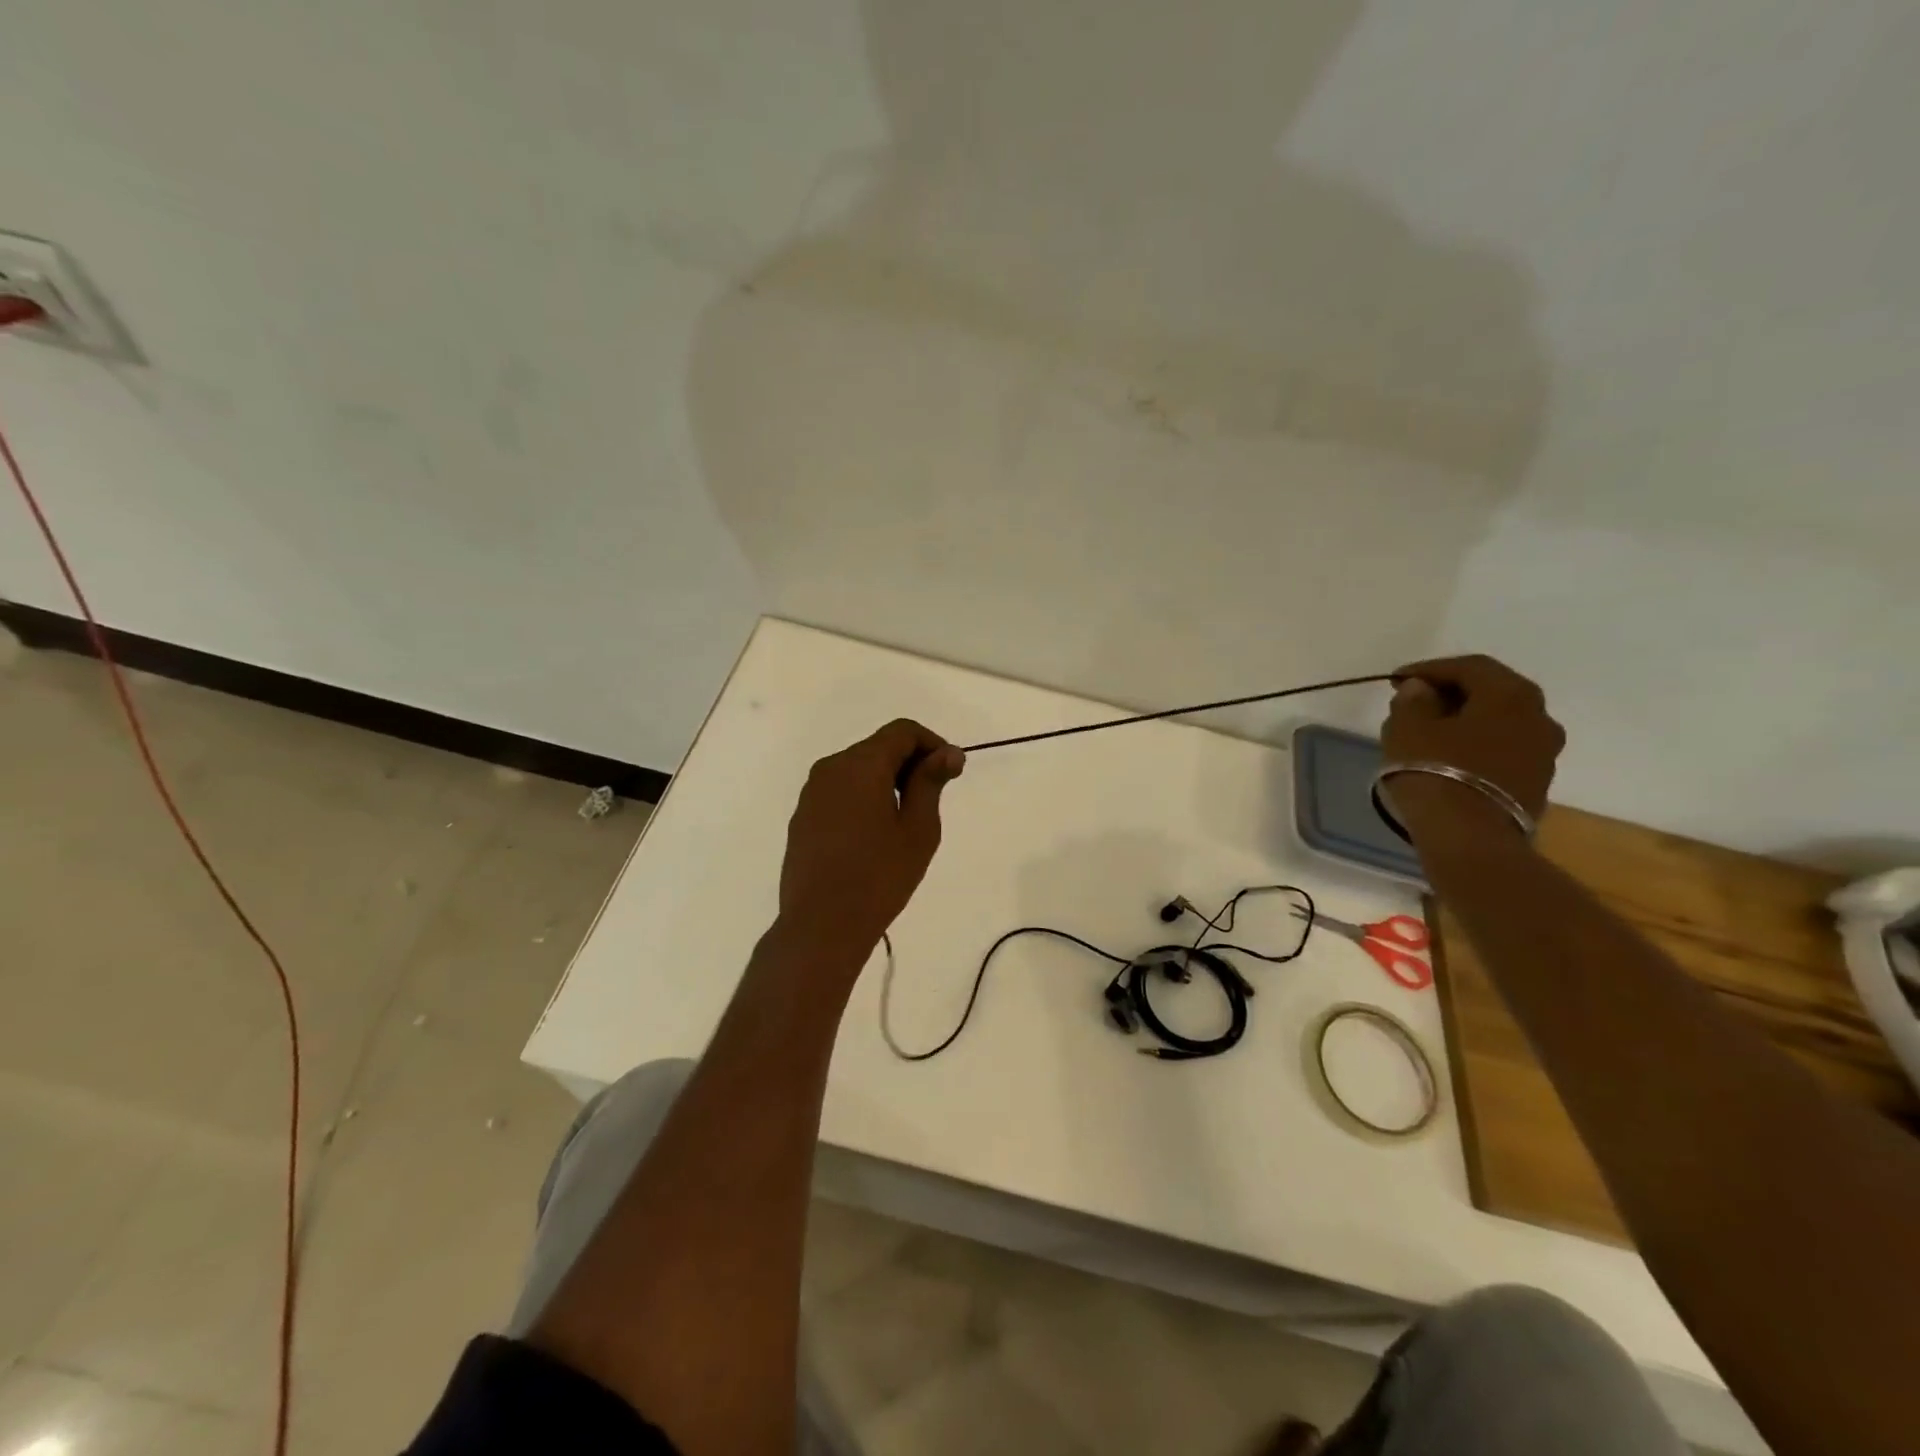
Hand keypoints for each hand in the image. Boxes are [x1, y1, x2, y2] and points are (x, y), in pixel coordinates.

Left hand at [778, 719, 964, 962]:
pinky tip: (875, 834)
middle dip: (910, 763)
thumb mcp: (918, 829)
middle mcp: (831, 768)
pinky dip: (864, 797)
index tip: (952, 773)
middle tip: (934, 798)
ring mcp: (812, 793)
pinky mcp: (803, 816)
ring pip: (858, 769)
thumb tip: (948, 753)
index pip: (902, 732)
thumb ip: (930, 782)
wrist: (821, 925)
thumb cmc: (879, 876)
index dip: (933, 744)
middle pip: (878, 747)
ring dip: (886, 781)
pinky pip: (840, 791)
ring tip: (906, 820)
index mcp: (860, 765)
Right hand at [1382, 655, 1564, 819]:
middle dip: (1450, 693)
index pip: (1469, 667)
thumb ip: (1413, 701)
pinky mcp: (1537, 784)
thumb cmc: (1435, 772)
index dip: (1429, 669)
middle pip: (1491, 692)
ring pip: (1498, 723)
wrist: (1470, 839)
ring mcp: (1544, 753)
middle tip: (1414, 702)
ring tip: (1428, 732)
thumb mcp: (1408, 729)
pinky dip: (1475, 746)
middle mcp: (1539, 717)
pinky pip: (1502, 750)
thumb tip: (1423, 690)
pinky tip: (1447, 758)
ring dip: (1465, 721)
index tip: (1396, 680)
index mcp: (1511, 695)